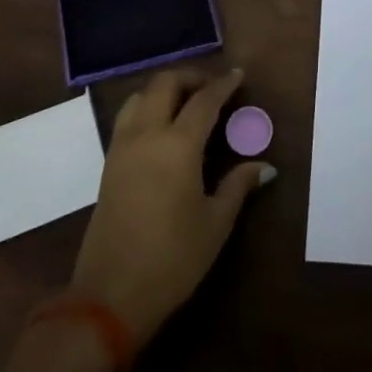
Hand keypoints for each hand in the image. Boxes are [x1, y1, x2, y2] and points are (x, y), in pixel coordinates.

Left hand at [70, 67, 271, 347]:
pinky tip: (163, 128)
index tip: (238, 75)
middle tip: (212, 87)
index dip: (223, 84)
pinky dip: (147, 107)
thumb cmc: (172, 259)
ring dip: (164, 89)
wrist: (110, 295)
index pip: (204, 100)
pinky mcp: (108, 164)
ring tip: (186, 102)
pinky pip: (127, 118)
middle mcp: (147, 135)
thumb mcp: (215, 224)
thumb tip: (264, 166)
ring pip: (140, 96)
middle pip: (164, 84)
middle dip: (190, 77)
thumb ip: (238, 186)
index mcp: (178, 145)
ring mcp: (122, 148)